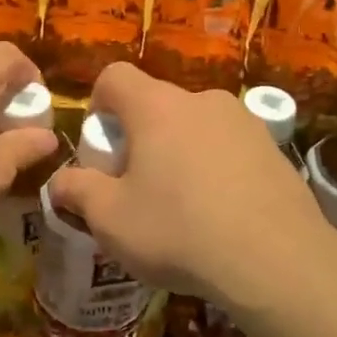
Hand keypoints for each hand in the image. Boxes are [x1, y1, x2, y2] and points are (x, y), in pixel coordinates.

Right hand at [48, 64, 323, 299]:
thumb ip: (77, 191)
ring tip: (184, 205)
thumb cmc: (179, 231)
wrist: (276, 259)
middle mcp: (202, 100)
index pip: (115, 76)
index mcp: (157, 107)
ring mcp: (244, 122)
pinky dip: (217, 168)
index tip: (101, 145)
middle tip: (138, 185)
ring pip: (196, 127)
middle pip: (157, 104)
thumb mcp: (110, 220)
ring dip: (181, 152)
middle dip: (141, 137)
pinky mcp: (274, 148)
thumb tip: (60, 182)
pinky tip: (223, 214)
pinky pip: (230, 148)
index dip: (98, 103)